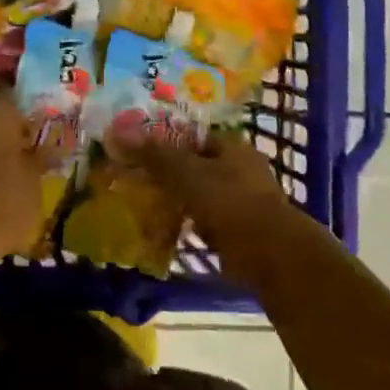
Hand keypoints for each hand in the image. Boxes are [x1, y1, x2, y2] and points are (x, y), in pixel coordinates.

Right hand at [111, 131, 291, 244]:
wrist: (272, 256)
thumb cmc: (230, 203)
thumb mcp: (187, 174)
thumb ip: (154, 155)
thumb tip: (117, 132)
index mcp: (232, 146)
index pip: (192, 135)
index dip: (164, 141)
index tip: (137, 152)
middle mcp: (241, 168)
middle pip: (195, 165)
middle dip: (168, 174)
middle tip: (136, 180)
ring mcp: (244, 201)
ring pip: (200, 194)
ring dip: (178, 201)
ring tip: (145, 207)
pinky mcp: (242, 231)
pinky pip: (207, 221)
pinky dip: (189, 225)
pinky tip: (167, 232)